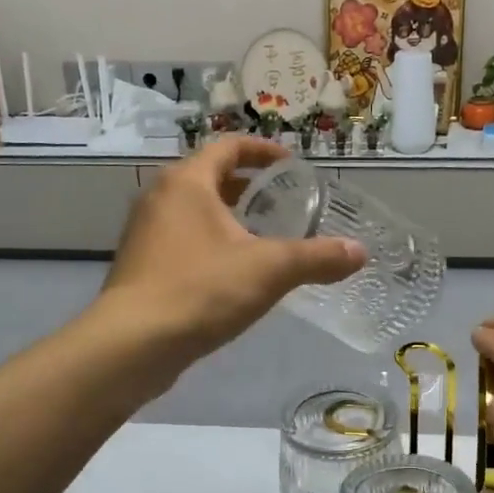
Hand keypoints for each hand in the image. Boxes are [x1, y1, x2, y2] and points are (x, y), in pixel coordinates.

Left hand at [96, 138, 363, 365]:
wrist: (133, 344)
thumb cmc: (201, 290)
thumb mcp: (269, 270)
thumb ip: (317, 258)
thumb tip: (360, 253)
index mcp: (187, 182)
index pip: (229, 147)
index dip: (263, 152)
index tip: (291, 165)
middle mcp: (160, 198)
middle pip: (209, 178)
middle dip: (247, 187)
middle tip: (282, 202)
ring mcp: (145, 234)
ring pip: (194, 213)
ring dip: (228, 218)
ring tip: (263, 238)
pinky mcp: (141, 267)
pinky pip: (182, 242)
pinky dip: (210, 244)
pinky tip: (232, 274)